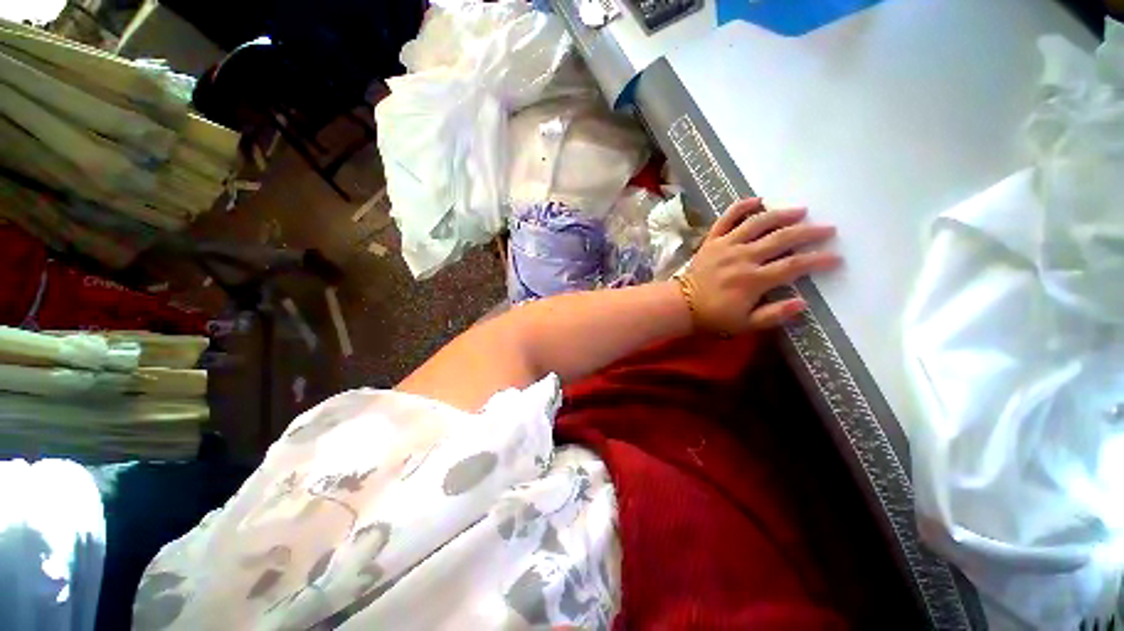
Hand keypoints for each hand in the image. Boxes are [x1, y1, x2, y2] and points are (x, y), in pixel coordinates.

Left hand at [681, 198, 840, 333]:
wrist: (680, 305)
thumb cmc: (713, 316)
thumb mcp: (745, 324)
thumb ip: (774, 315)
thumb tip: (803, 302)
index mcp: (753, 280)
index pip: (793, 266)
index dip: (817, 260)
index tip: (835, 258)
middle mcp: (742, 257)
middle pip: (781, 238)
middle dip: (808, 232)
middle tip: (827, 228)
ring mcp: (725, 245)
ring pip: (757, 223)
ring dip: (781, 214)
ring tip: (801, 211)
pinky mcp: (711, 240)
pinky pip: (726, 218)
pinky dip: (741, 206)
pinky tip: (757, 199)